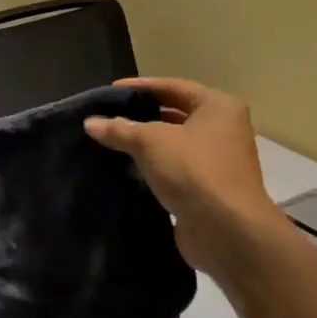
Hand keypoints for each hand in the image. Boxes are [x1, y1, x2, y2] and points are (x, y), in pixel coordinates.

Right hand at [84, 78, 282, 272]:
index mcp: (218, 107)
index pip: (173, 87)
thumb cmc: (193, 171)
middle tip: (107, 117)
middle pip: (174, 114)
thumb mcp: (151, 142)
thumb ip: (120, 129)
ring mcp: (217, 160)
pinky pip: (174, 168)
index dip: (140, 87)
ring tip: (110, 141)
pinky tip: (126, 168)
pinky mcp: (207, 188)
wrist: (226, 230)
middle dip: (141, 116)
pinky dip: (152, 166)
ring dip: (145, 143)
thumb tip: (90, 123)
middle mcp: (223, 129)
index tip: (109, 92)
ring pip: (173, 143)